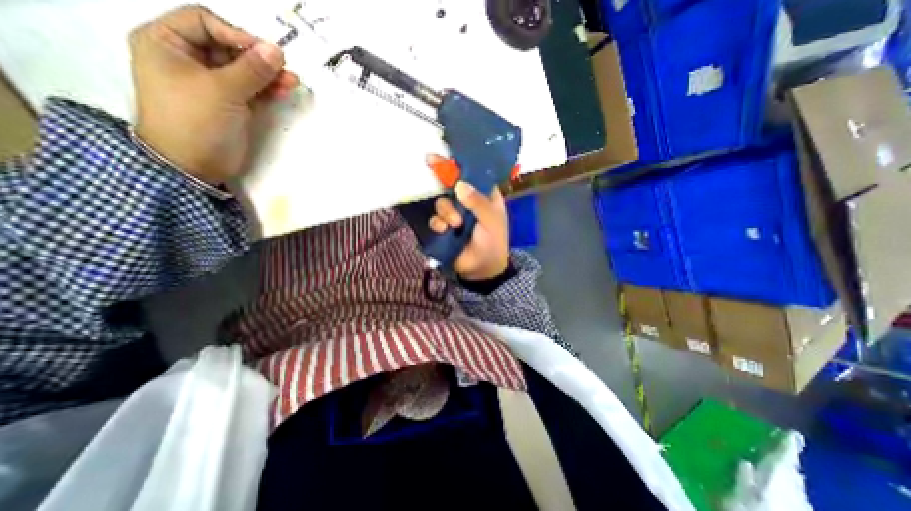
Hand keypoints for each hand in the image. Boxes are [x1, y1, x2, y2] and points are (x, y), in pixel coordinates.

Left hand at [128, 5, 299, 184]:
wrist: (195, 164)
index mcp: (167, 43)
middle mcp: (189, 59)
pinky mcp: (231, 103)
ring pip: (244, 70)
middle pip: (229, 48)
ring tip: (292, 81)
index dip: (237, 34)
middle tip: (285, 68)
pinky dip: (268, 89)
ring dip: (268, 75)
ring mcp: (212, 83)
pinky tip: (284, 90)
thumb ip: (251, 70)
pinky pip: (252, 89)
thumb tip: (277, 51)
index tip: (266, 52)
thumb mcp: (222, 90)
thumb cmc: (196, 120)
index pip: (204, 22)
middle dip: (258, 58)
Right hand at [426, 154, 509, 280]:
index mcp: (485, 195)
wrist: (483, 269)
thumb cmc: (494, 242)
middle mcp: (468, 201)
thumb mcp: (492, 220)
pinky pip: (435, 219)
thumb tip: (460, 185)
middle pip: (451, 184)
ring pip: (441, 202)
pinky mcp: (444, 227)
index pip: (472, 174)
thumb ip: (478, 203)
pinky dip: (438, 223)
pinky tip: (445, 230)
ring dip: (446, 211)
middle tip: (429, 163)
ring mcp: (455, 214)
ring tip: (456, 224)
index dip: (458, 164)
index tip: (441, 153)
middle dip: (444, 181)